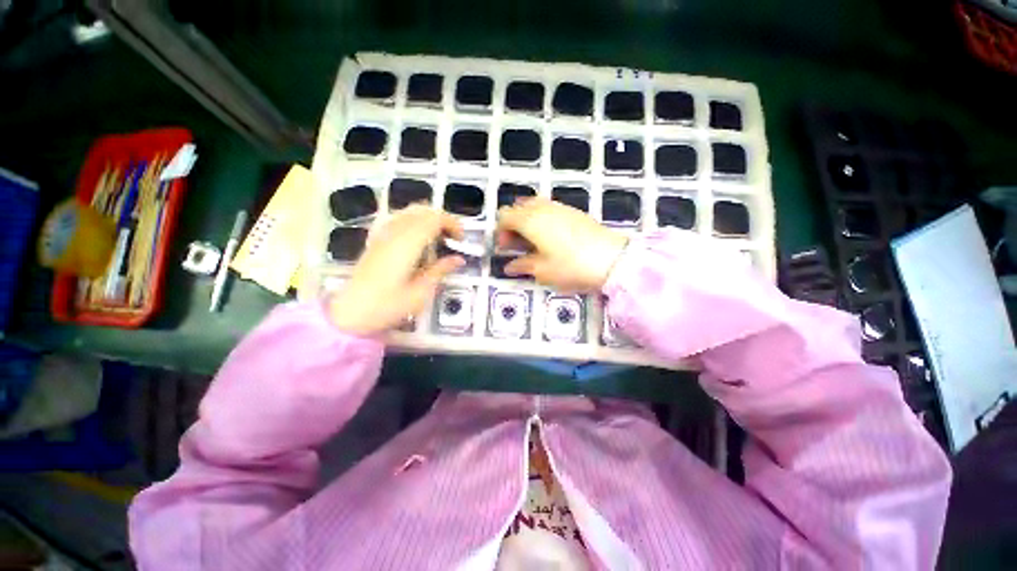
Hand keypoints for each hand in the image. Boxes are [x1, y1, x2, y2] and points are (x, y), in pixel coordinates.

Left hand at [330, 206, 463, 334]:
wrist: (349, 313)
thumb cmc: (387, 306)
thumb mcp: (420, 292)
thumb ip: (440, 271)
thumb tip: (459, 259)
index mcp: (407, 244)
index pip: (434, 219)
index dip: (452, 224)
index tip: (461, 240)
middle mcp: (394, 233)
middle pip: (422, 210)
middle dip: (442, 219)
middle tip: (453, 238)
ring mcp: (382, 234)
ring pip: (409, 212)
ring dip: (428, 219)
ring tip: (439, 238)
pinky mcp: (376, 240)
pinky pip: (398, 219)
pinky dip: (414, 222)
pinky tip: (418, 240)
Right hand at [496, 198, 627, 291]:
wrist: (611, 259)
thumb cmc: (570, 266)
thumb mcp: (542, 271)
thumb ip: (522, 265)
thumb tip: (509, 266)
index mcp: (530, 221)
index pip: (505, 216)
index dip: (501, 231)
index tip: (506, 248)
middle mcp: (542, 208)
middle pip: (518, 208)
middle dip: (513, 224)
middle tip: (518, 245)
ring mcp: (560, 207)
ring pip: (534, 206)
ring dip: (527, 220)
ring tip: (533, 241)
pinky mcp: (573, 211)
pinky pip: (549, 208)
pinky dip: (542, 218)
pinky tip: (551, 237)